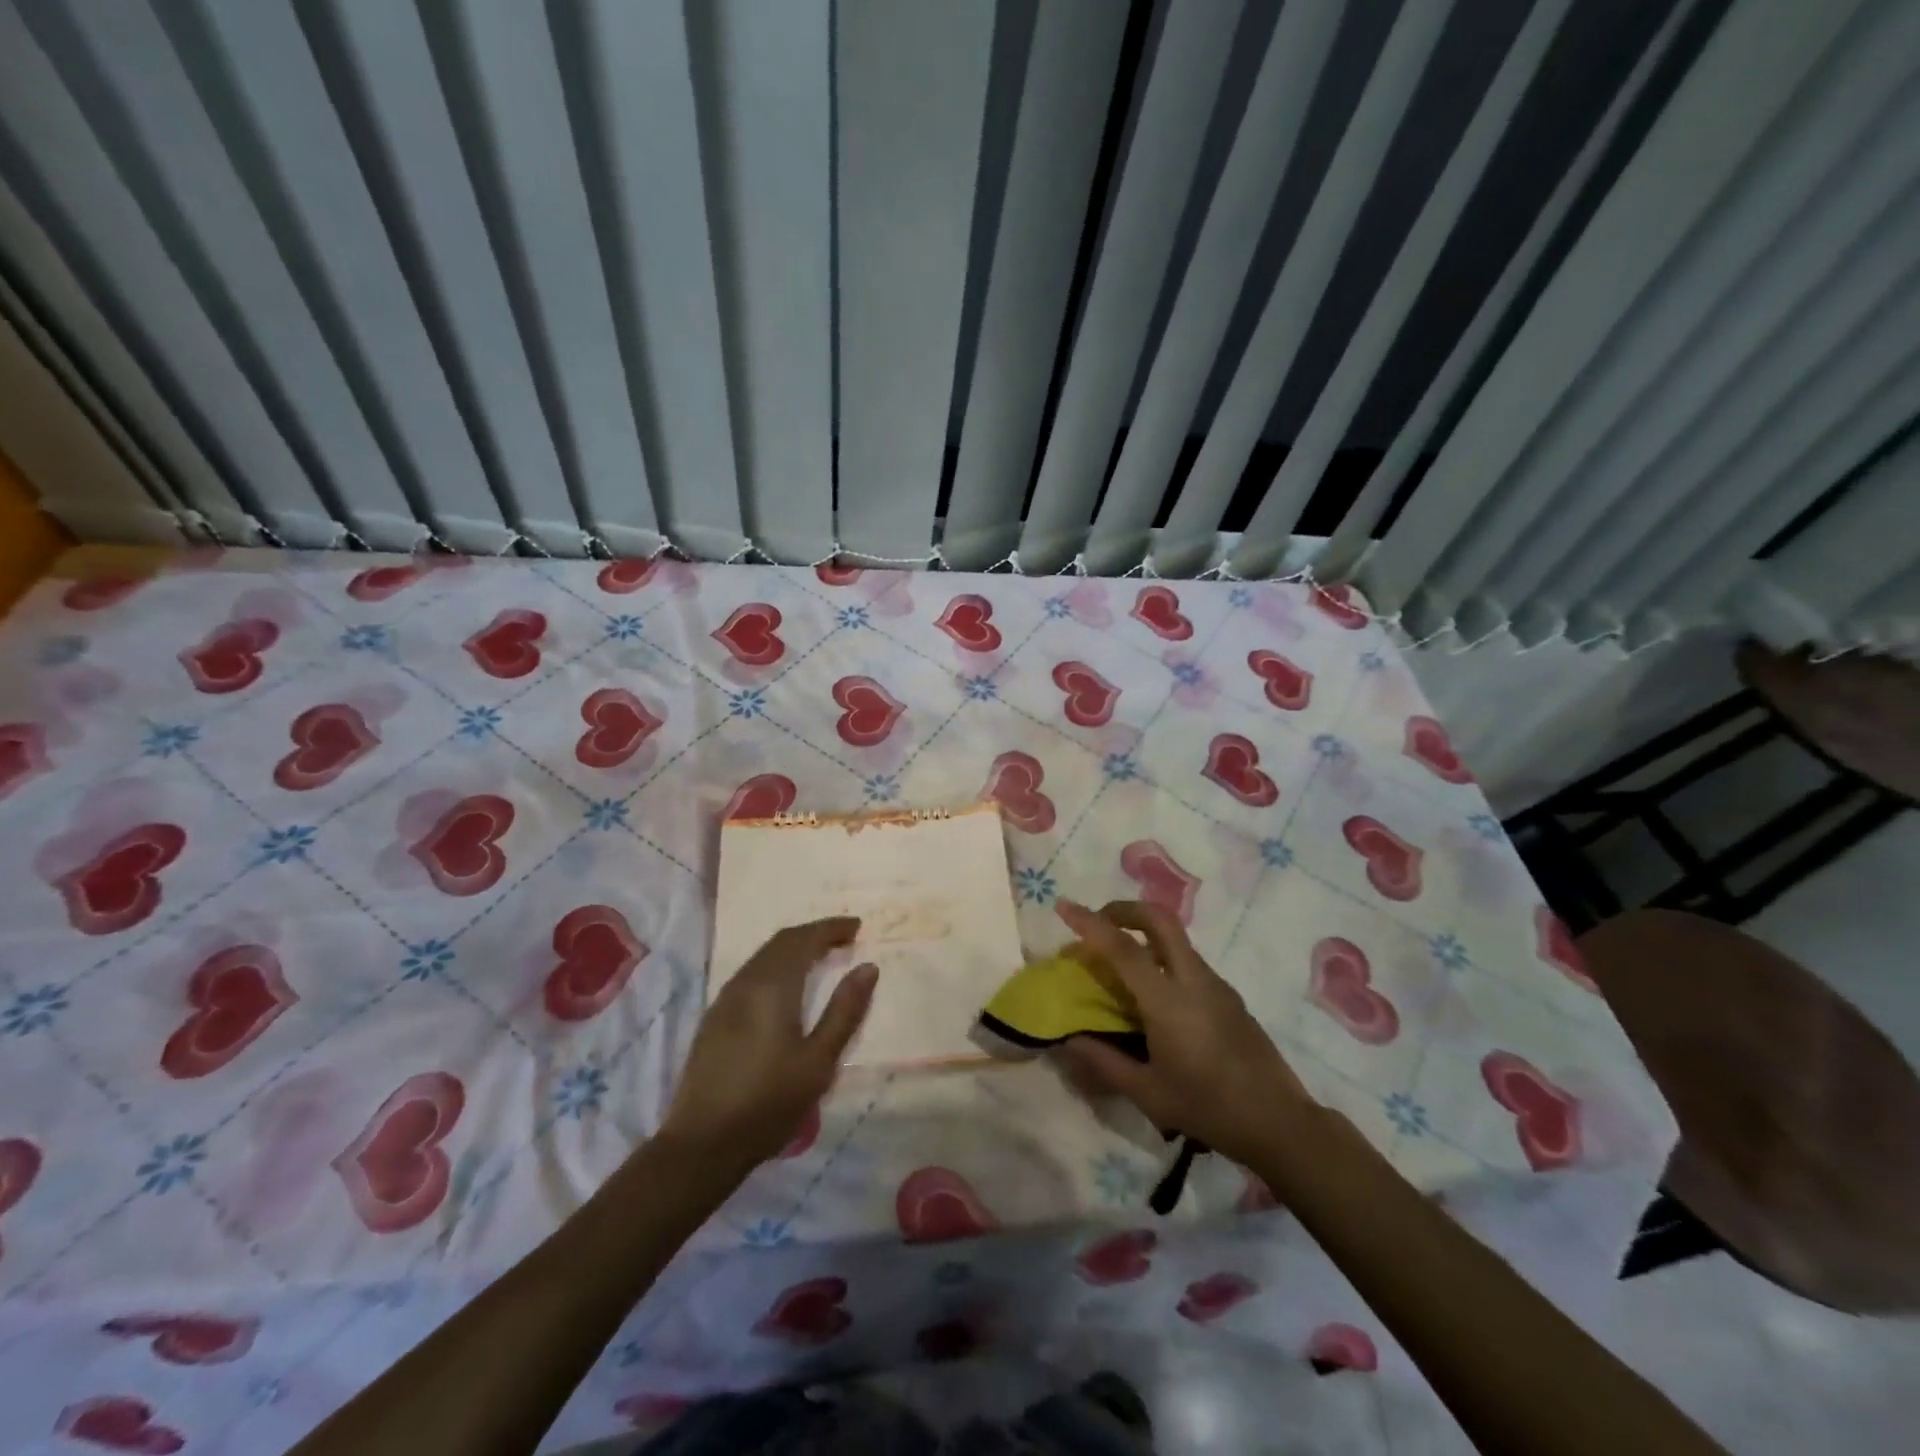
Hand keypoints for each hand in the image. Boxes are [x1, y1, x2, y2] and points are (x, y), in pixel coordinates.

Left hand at [661, 918, 876, 1167]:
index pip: (804, 939)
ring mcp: (725, 999)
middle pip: (781, 942)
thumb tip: (867, 967)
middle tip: (844, 938)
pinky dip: (777, 965)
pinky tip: (787, 985)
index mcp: (773, 986)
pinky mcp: (715, 1018)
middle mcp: (746, 982)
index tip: (857, 927)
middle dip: (814, 934)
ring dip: (794, 948)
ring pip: (764, 956)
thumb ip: (844, 1010)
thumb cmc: (769, 1103)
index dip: (831, 928)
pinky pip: (751, 973)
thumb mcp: (819, 1061)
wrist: (702, 1144)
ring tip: (821, 957)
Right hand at [1052, 899, 1313, 1167]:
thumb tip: (1068, 1039)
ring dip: (1144, 932)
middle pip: (1159, 919)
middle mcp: (1193, 979)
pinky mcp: (1229, 996)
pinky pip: (1188, 961)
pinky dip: (1161, 957)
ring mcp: (1216, 984)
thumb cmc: (1208, 1108)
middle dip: (1124, 909)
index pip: (1122, 948)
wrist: (1280, 1122)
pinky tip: (1153, 995)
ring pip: (1176, 938)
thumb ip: (1104, 1062)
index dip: (1089, 923)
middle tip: (1099, 920)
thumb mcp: (1147, 1092)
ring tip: (1120, 961)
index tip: (1063, 906)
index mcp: (1168, 1000)